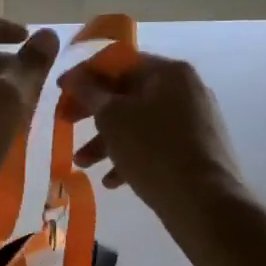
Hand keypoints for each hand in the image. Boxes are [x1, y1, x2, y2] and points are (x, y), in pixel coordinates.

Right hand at [59, 52, 245, 217]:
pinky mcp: (195, 150)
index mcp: (169, 72)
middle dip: (93, 114)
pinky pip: (155, 145)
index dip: (85, 75)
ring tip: (83, 164)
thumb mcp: (112, 117)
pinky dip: (131, 157)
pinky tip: (112, 182)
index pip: (119, 63)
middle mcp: (186, 90)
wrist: (205, 202)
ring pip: (139, 123)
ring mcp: (194, 121)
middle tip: (66, 125)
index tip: (61, 90)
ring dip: (106, 141)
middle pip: (128, 94)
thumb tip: (75, 77)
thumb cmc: (153, 149)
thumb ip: (89, 92)